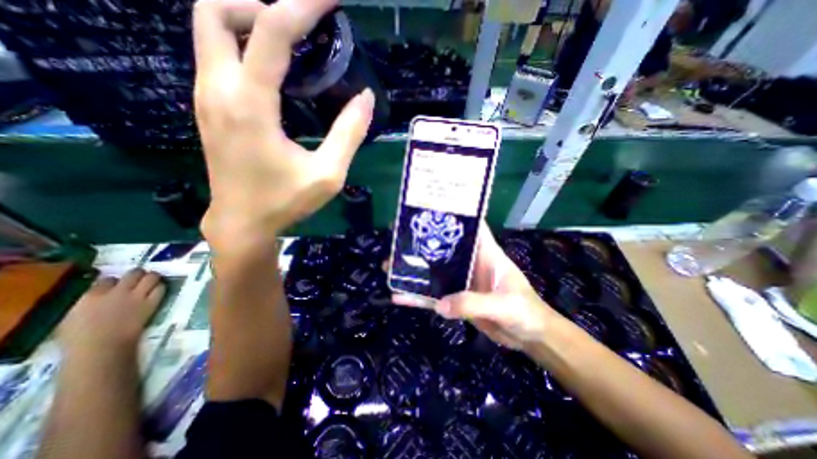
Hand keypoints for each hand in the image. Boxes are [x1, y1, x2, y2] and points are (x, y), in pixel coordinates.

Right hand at [57, 269, 164, 357]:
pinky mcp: (151, 303)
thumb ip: (85, 303)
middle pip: (134, 273)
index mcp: (92, 295)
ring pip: (151, 277)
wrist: (102, 347)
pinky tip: (157, 290)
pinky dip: (160, 287)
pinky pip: (160, 289)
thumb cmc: (78, 339)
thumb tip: (93, 298)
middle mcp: (118, 292)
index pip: (107, 279)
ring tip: (151, 280)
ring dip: (152, 277)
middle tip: (138, 278)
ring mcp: (137, 296)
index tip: (114, 284)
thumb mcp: (72, 317)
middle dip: (137, 274)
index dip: (112, 281)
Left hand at [193, 0, 375, 248]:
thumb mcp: (328, 174)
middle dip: (259, 2)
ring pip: (209, 31)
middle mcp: (218, 89)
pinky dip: (242, 47)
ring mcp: (206, 97)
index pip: (270, 30)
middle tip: (300, 24)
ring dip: (248, 22)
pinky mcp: (208, 109)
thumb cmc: (286, 201)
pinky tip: (273, 71)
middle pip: (216, 10)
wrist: (241, 222)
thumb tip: (365, 99)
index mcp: (250, 103)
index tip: (328, 0)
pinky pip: (216, 57)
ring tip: (291, 43)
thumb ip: (349, 134)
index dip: (302, 6)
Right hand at [393, 223, 557, 349]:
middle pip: (443, 248)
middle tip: (397, 240)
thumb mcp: (505, 305)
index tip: (430, 208)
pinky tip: (399, 296)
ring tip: (389, 266)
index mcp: (486, 254)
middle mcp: (470, 263)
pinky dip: (418, 296)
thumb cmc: (526, 312)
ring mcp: (461, 282)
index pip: (471, 227)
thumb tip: (440, 304)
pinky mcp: (456, 300)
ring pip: (433, 272)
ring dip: (414, 270)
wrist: (530, 338)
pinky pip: (434, 296)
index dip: (454, 215)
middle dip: (422, 242)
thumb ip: (474, 303)